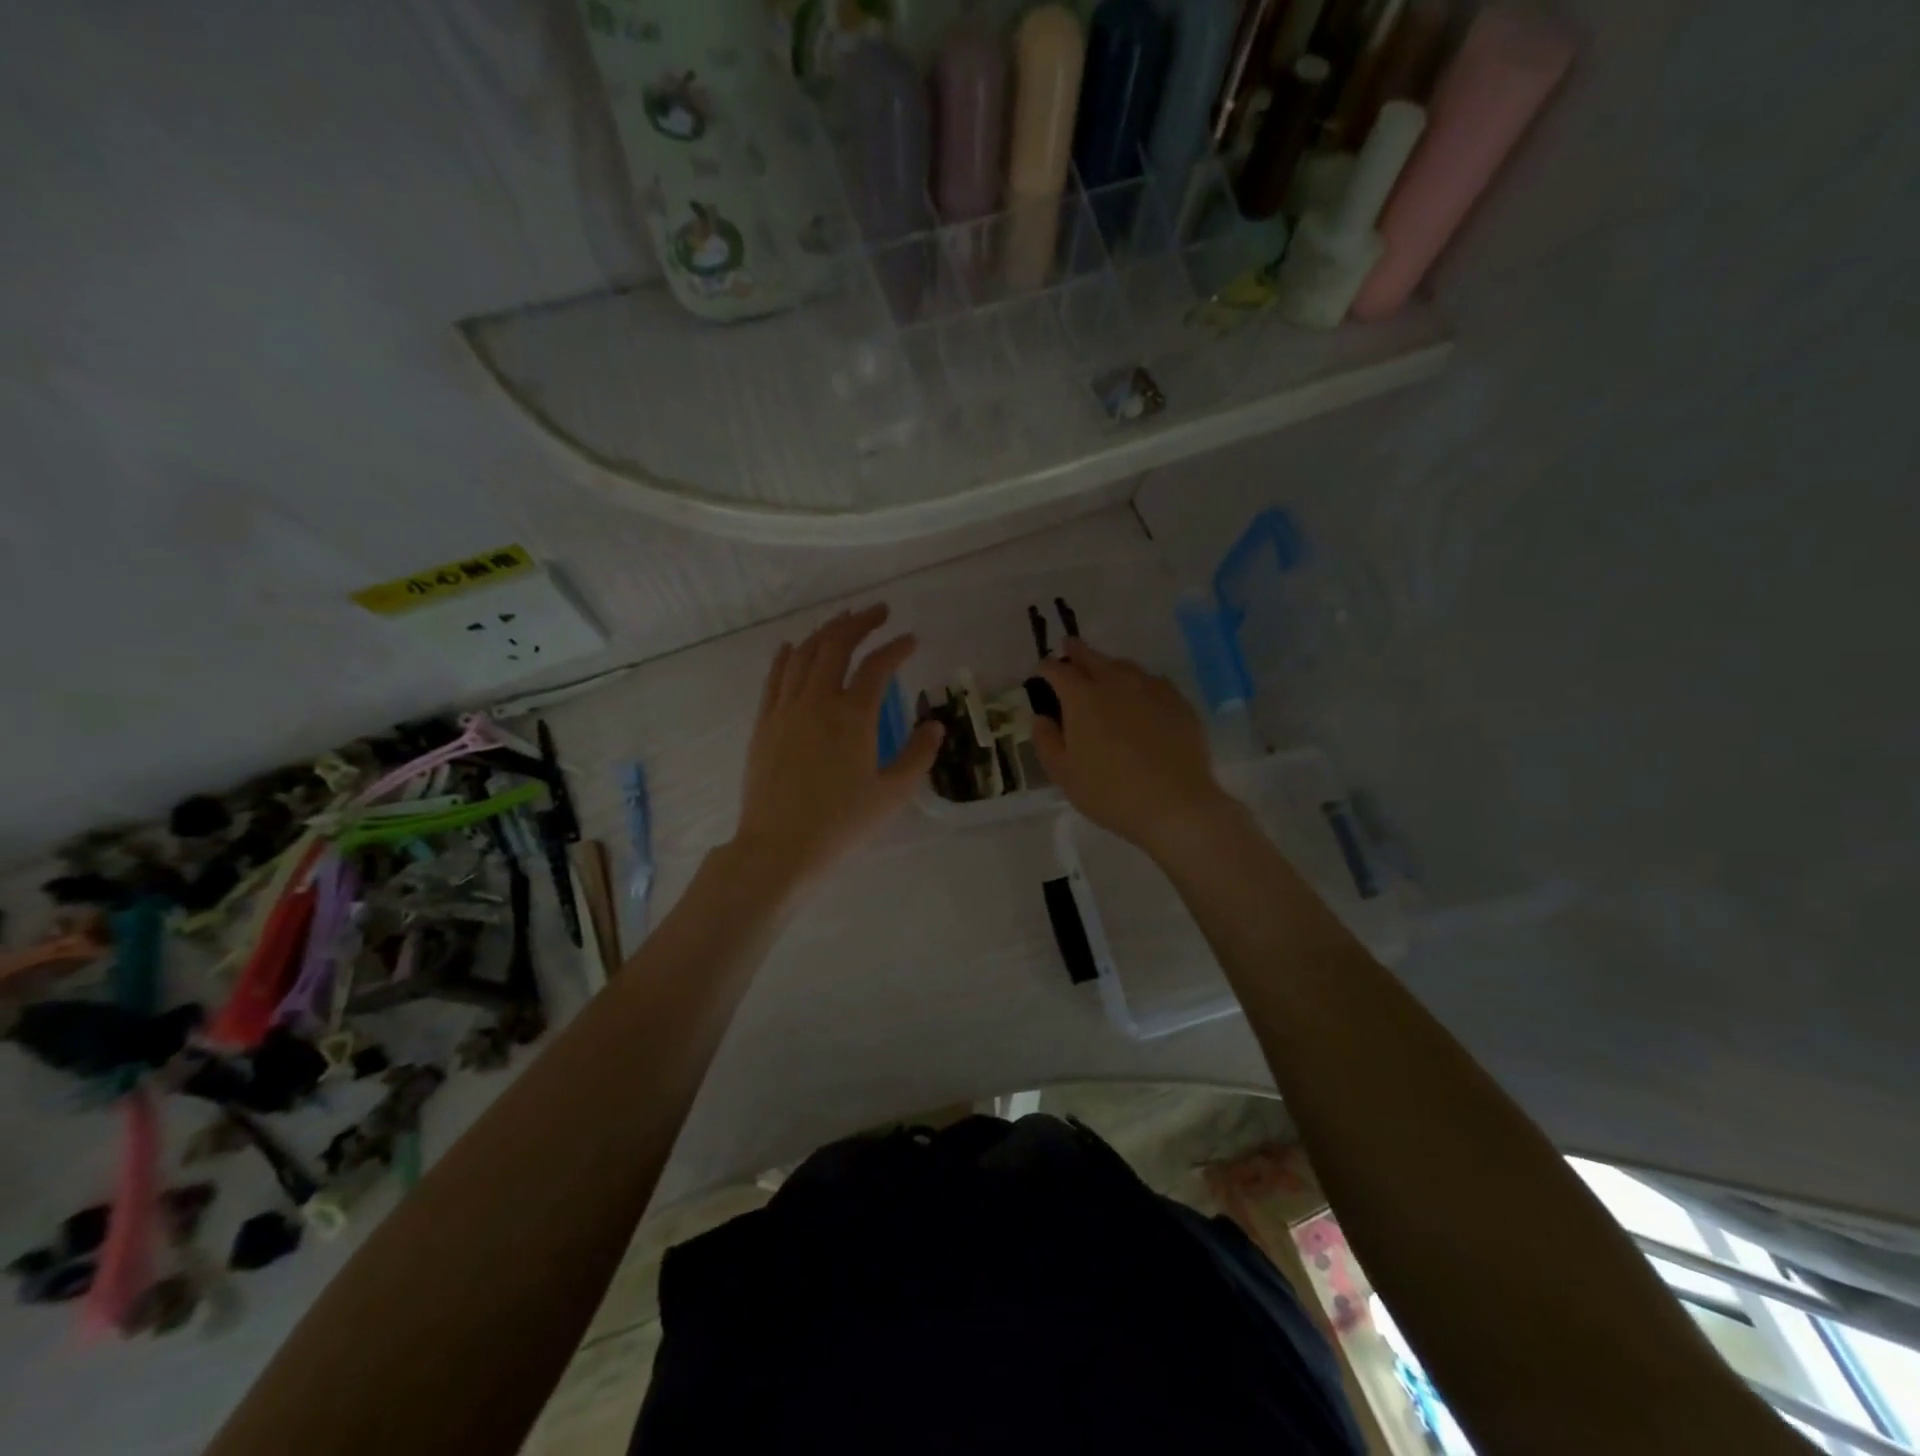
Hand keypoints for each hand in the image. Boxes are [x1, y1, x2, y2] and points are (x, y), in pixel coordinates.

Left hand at [730, 604, 942, 893]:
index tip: (912, 639)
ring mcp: (785, 709)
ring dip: (826, 631)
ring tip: (843, 622)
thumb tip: (934, 725)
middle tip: (879, 611)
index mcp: (853, 716)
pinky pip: (775, 676)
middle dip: (860, 621)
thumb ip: (917, 755)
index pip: (877, 666)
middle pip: (836, 644)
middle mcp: (817, 701)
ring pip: (804, 653)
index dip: (897, 647)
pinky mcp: (764, 723)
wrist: (779, 848)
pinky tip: (795, 646)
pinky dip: (789, 655)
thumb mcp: (892, 794)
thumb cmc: (841, 824)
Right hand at [1031, 640, 1235, 860]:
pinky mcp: (1177, 701)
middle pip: (1092, 656)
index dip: (1046, 668)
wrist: (1175, 804)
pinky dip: (1138, 683)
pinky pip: (1152, 682)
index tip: (1042, 670)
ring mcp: (1150, 688)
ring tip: (1104, 674)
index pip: (1057, 670)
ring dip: (1108, 666)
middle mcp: (1115, 682)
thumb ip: (1046, 741)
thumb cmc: (1110, 792)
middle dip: (1076, 651)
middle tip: (1069, 648)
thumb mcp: (1064, 774)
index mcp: (1082, 698)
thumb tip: (1040, 717)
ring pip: (1124, 666)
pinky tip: (1140, 697)